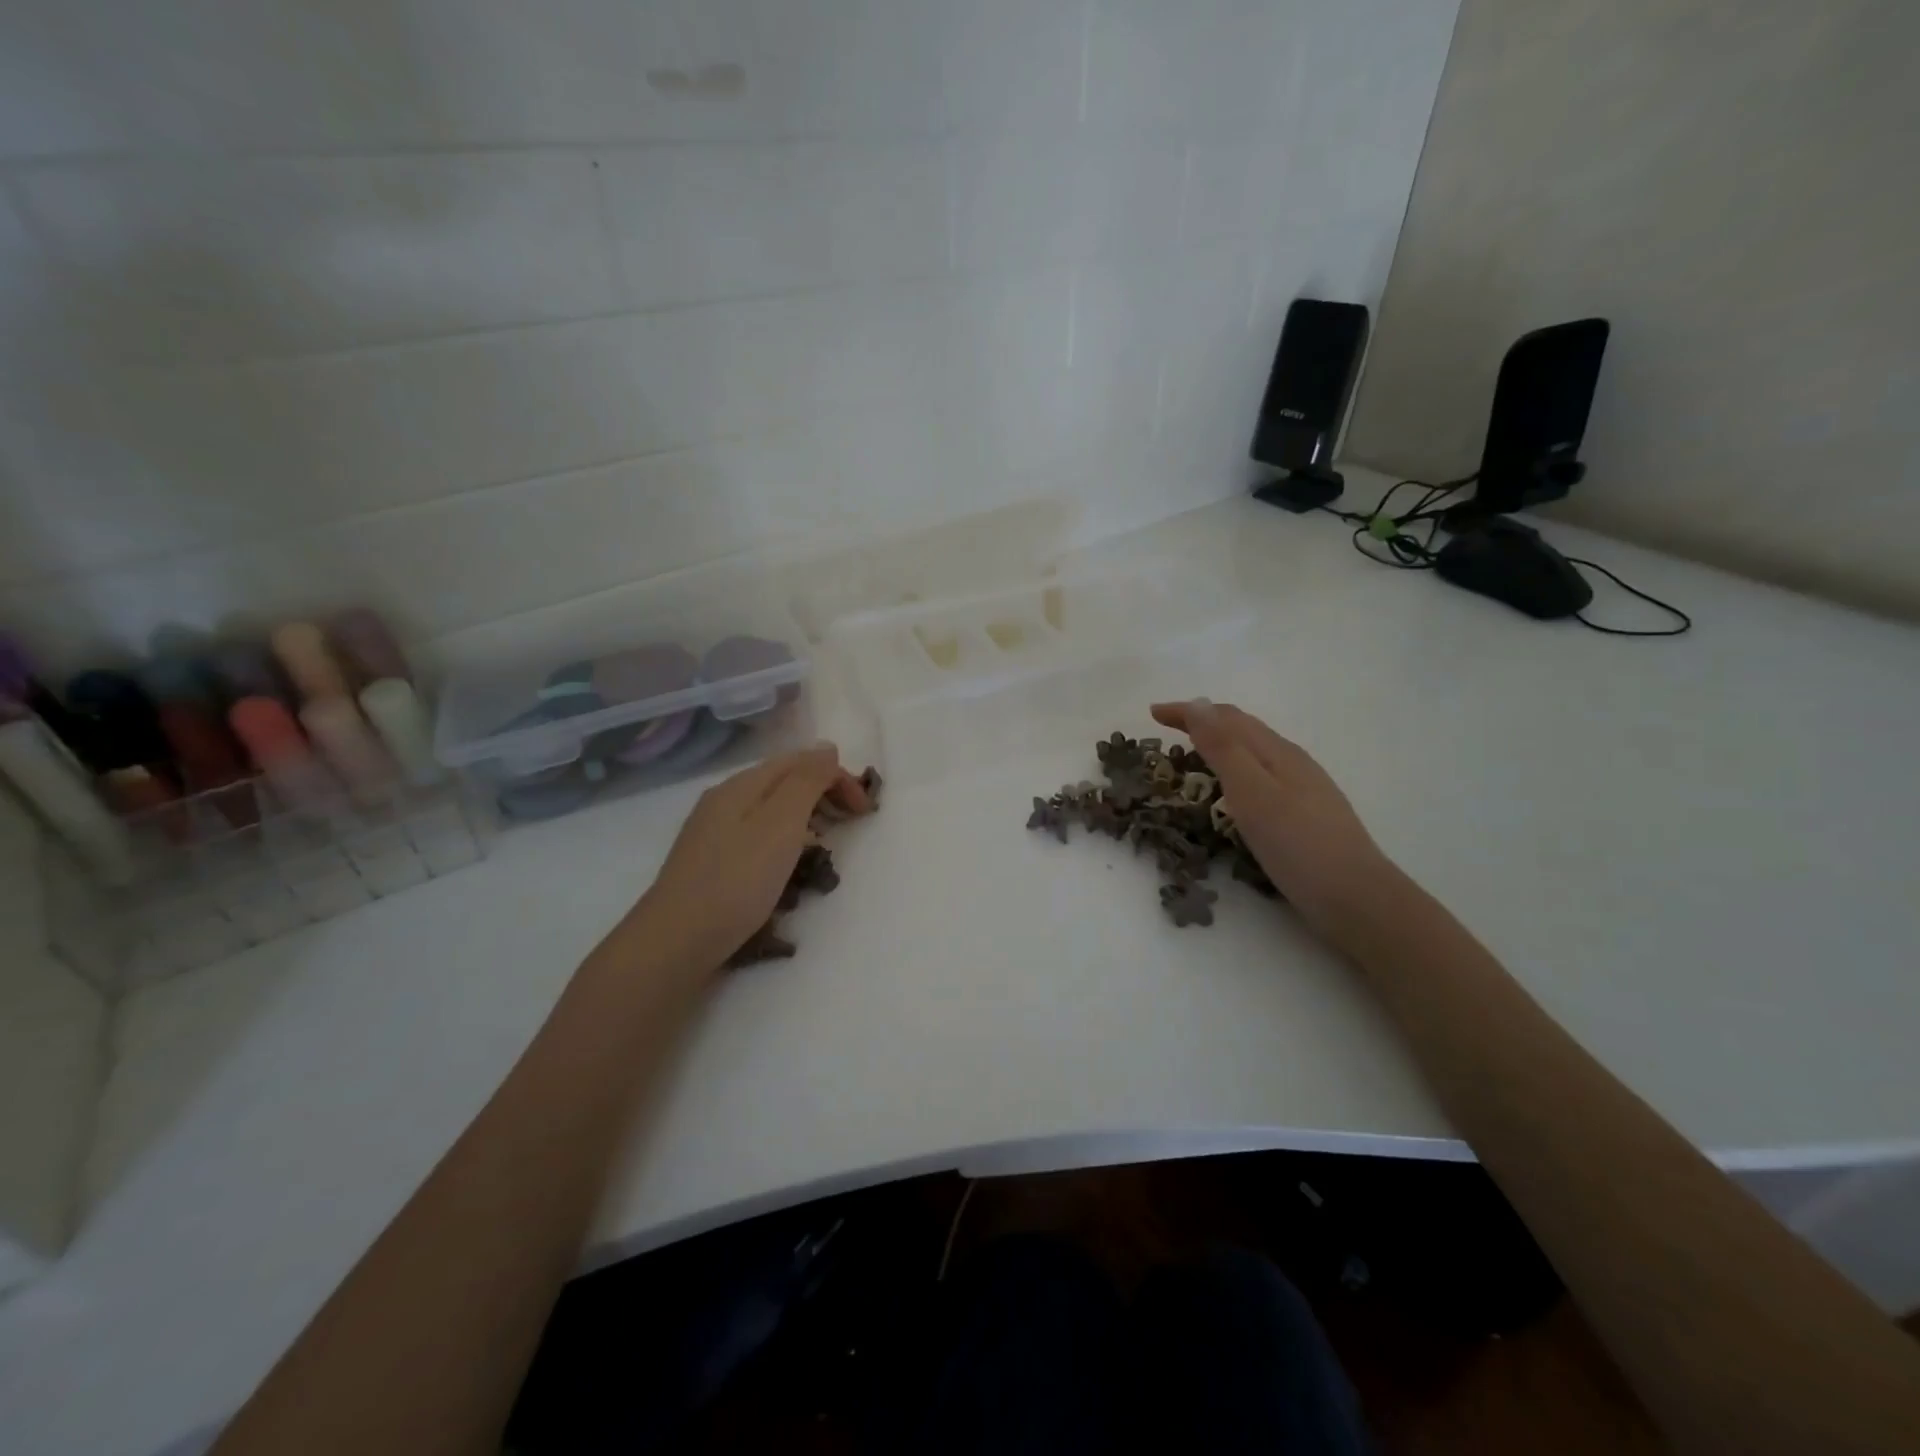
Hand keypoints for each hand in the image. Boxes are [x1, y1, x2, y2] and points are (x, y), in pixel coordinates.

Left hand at [624, 745, 872, 971]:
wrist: (676, 941)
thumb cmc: (737, 880)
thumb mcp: (781, 823)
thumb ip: (806, 781)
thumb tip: (827, 748)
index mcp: (741, 785)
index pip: (799, 761)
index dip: (838, 776)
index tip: (865, 810)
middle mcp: (724, 801)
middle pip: (783, 782)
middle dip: (823, 794)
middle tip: (851, 823)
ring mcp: (712, 832)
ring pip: (769, 810)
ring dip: (805, 818)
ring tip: (825, 845)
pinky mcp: (710, 863)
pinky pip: (757, 837)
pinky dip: (783, 841)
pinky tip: (787, 867)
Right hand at [1151, 699, 1393, 938]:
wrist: (1357, 899)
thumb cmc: (1299, 846)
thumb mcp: (1252, 793)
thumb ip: (1224, 749)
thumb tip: (1198, 704)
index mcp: (1277, 753)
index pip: (1226, 718)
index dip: (1188, 711)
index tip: (1152, 713)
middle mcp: (1292, 762)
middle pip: (1243, 729)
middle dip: (1203, 721)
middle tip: (1168, 728)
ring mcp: (1303, 788)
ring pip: (1254, 752)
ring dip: (1220, 743)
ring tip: (1194, 752)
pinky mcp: (1306, 814)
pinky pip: (1261, 775)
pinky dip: (1235, 769)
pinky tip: (1234, 791)